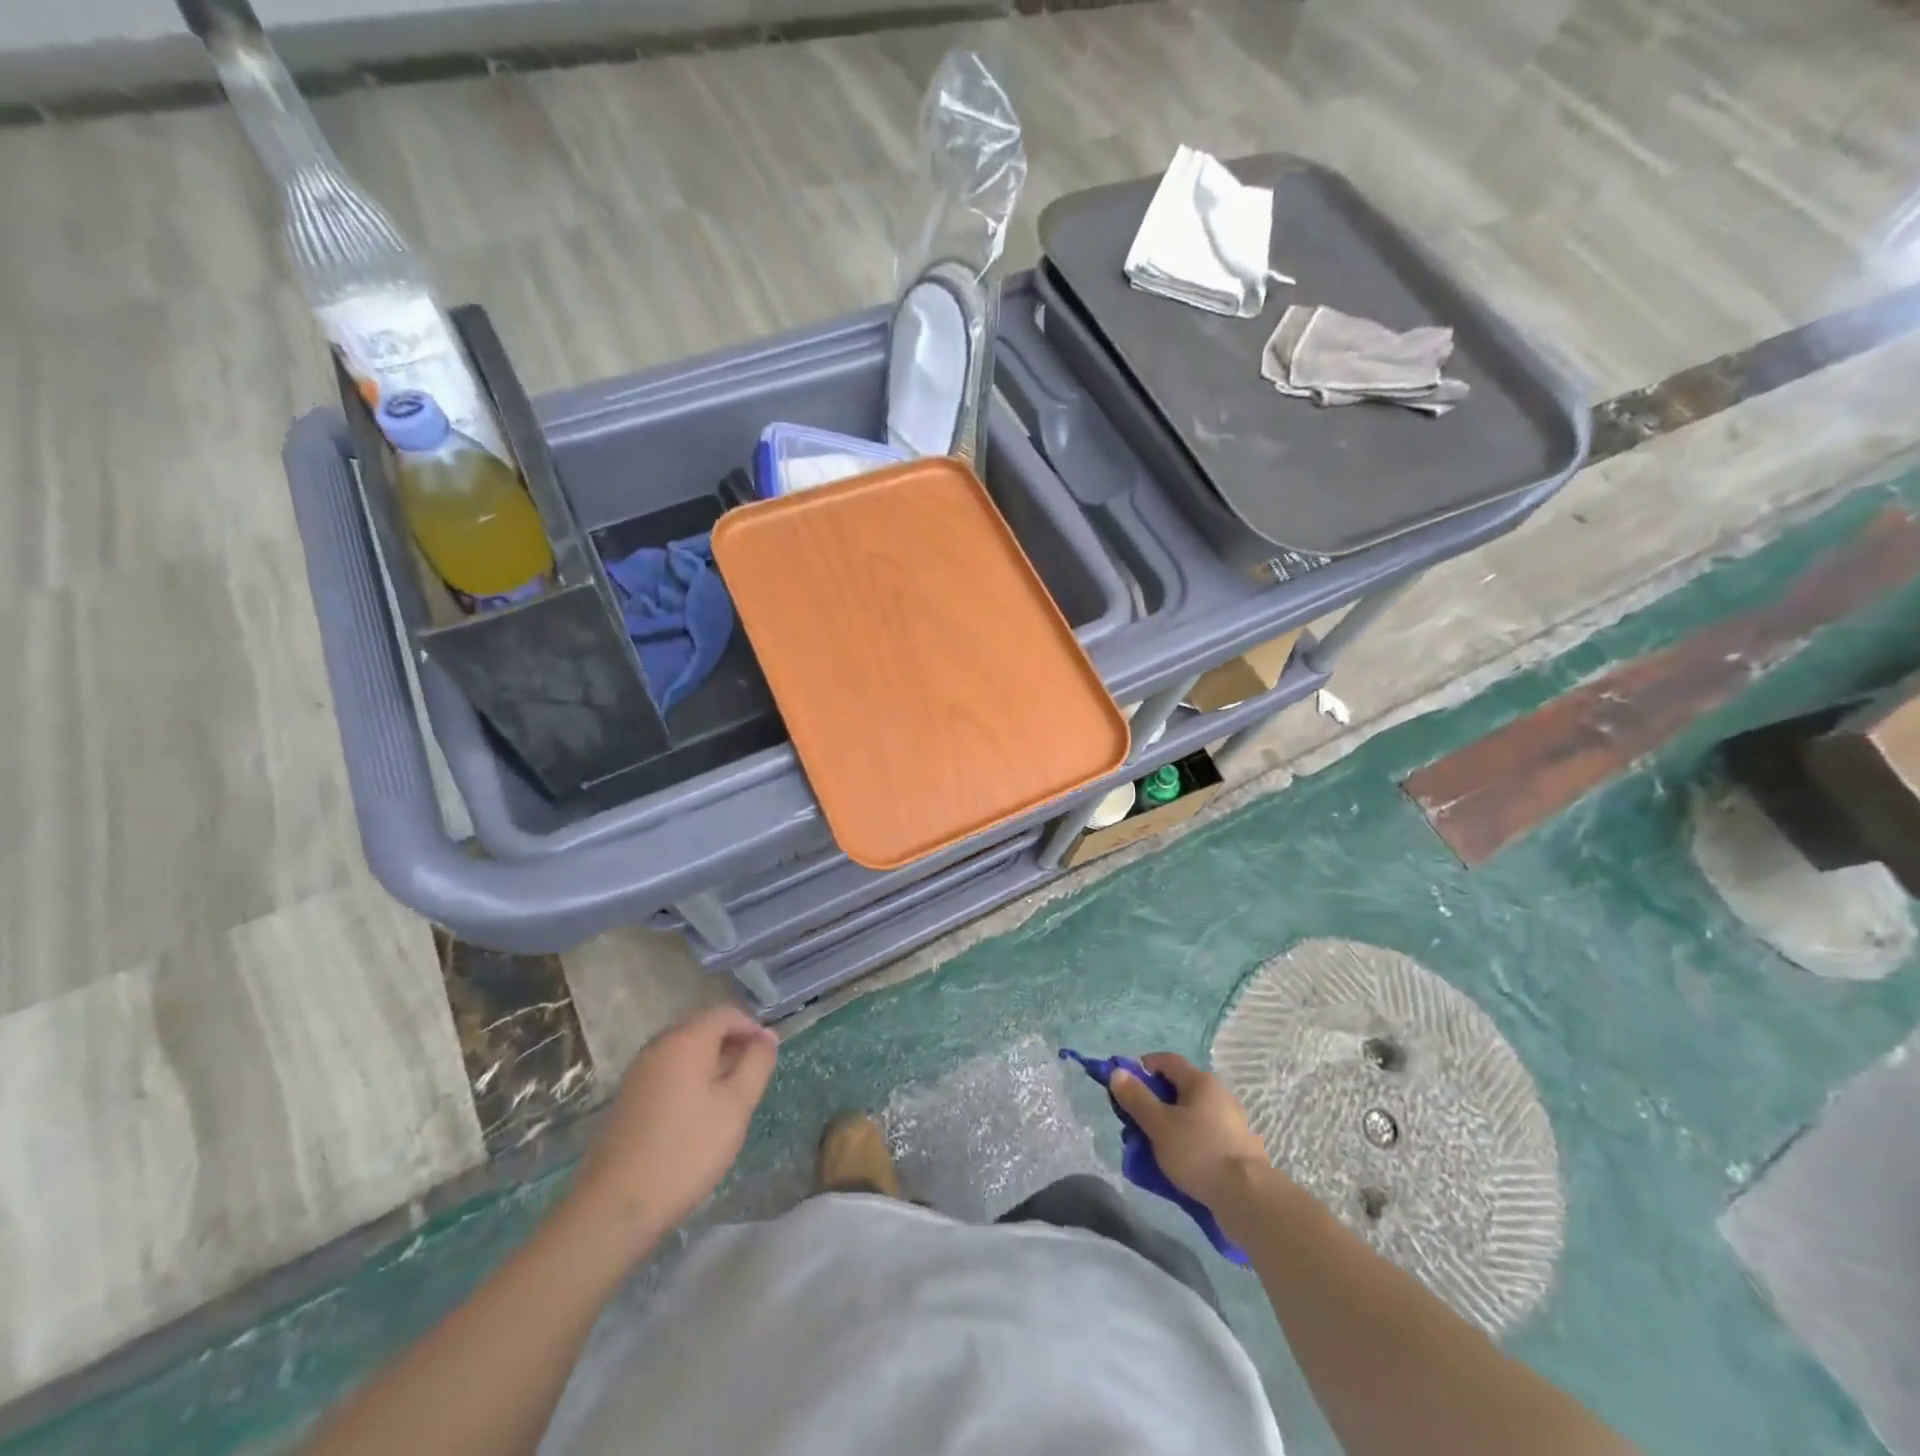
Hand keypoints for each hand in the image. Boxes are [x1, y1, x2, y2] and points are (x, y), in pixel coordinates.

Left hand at [568, 1004, 777, 1253]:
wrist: (615, 1208)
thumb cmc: (687, 1150)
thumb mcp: (736, 1105)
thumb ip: (757, 1063)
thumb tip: (767, 1036)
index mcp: (685, 1040)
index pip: (727, 1013)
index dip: (753, 1029)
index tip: (767, 1060)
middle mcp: (658, 1046)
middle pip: (704, 1030)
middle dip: (733, 1048)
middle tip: (751, 1084)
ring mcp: (638, 1073)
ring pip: (686, 1054)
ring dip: (713, 1067)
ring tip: (728, 1104)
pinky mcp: (628, 1099)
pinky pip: (669, 1074)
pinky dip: (691, 1084)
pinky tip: (698, 1119)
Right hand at [1110, 1052, 1272, 1209]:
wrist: (1248, 1198)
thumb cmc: (1198, 1153)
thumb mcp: (1158, 1125)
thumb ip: (1136, 1098)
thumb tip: (1117, 1072)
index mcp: (1201, 1081)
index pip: (1166, 1060)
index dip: (1142, 1068)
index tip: (1126, 1088)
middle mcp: (1219, 1094)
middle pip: (1178, 1088)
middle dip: (1153, 1103)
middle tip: (1137, 1125)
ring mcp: (1232, 1121)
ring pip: (1191, 1114)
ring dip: (1170, 1125)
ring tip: (1155, 1151)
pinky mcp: (1238, 1147)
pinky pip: (1204, 1135)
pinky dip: (1188, 1142)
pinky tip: (1180, 1165)